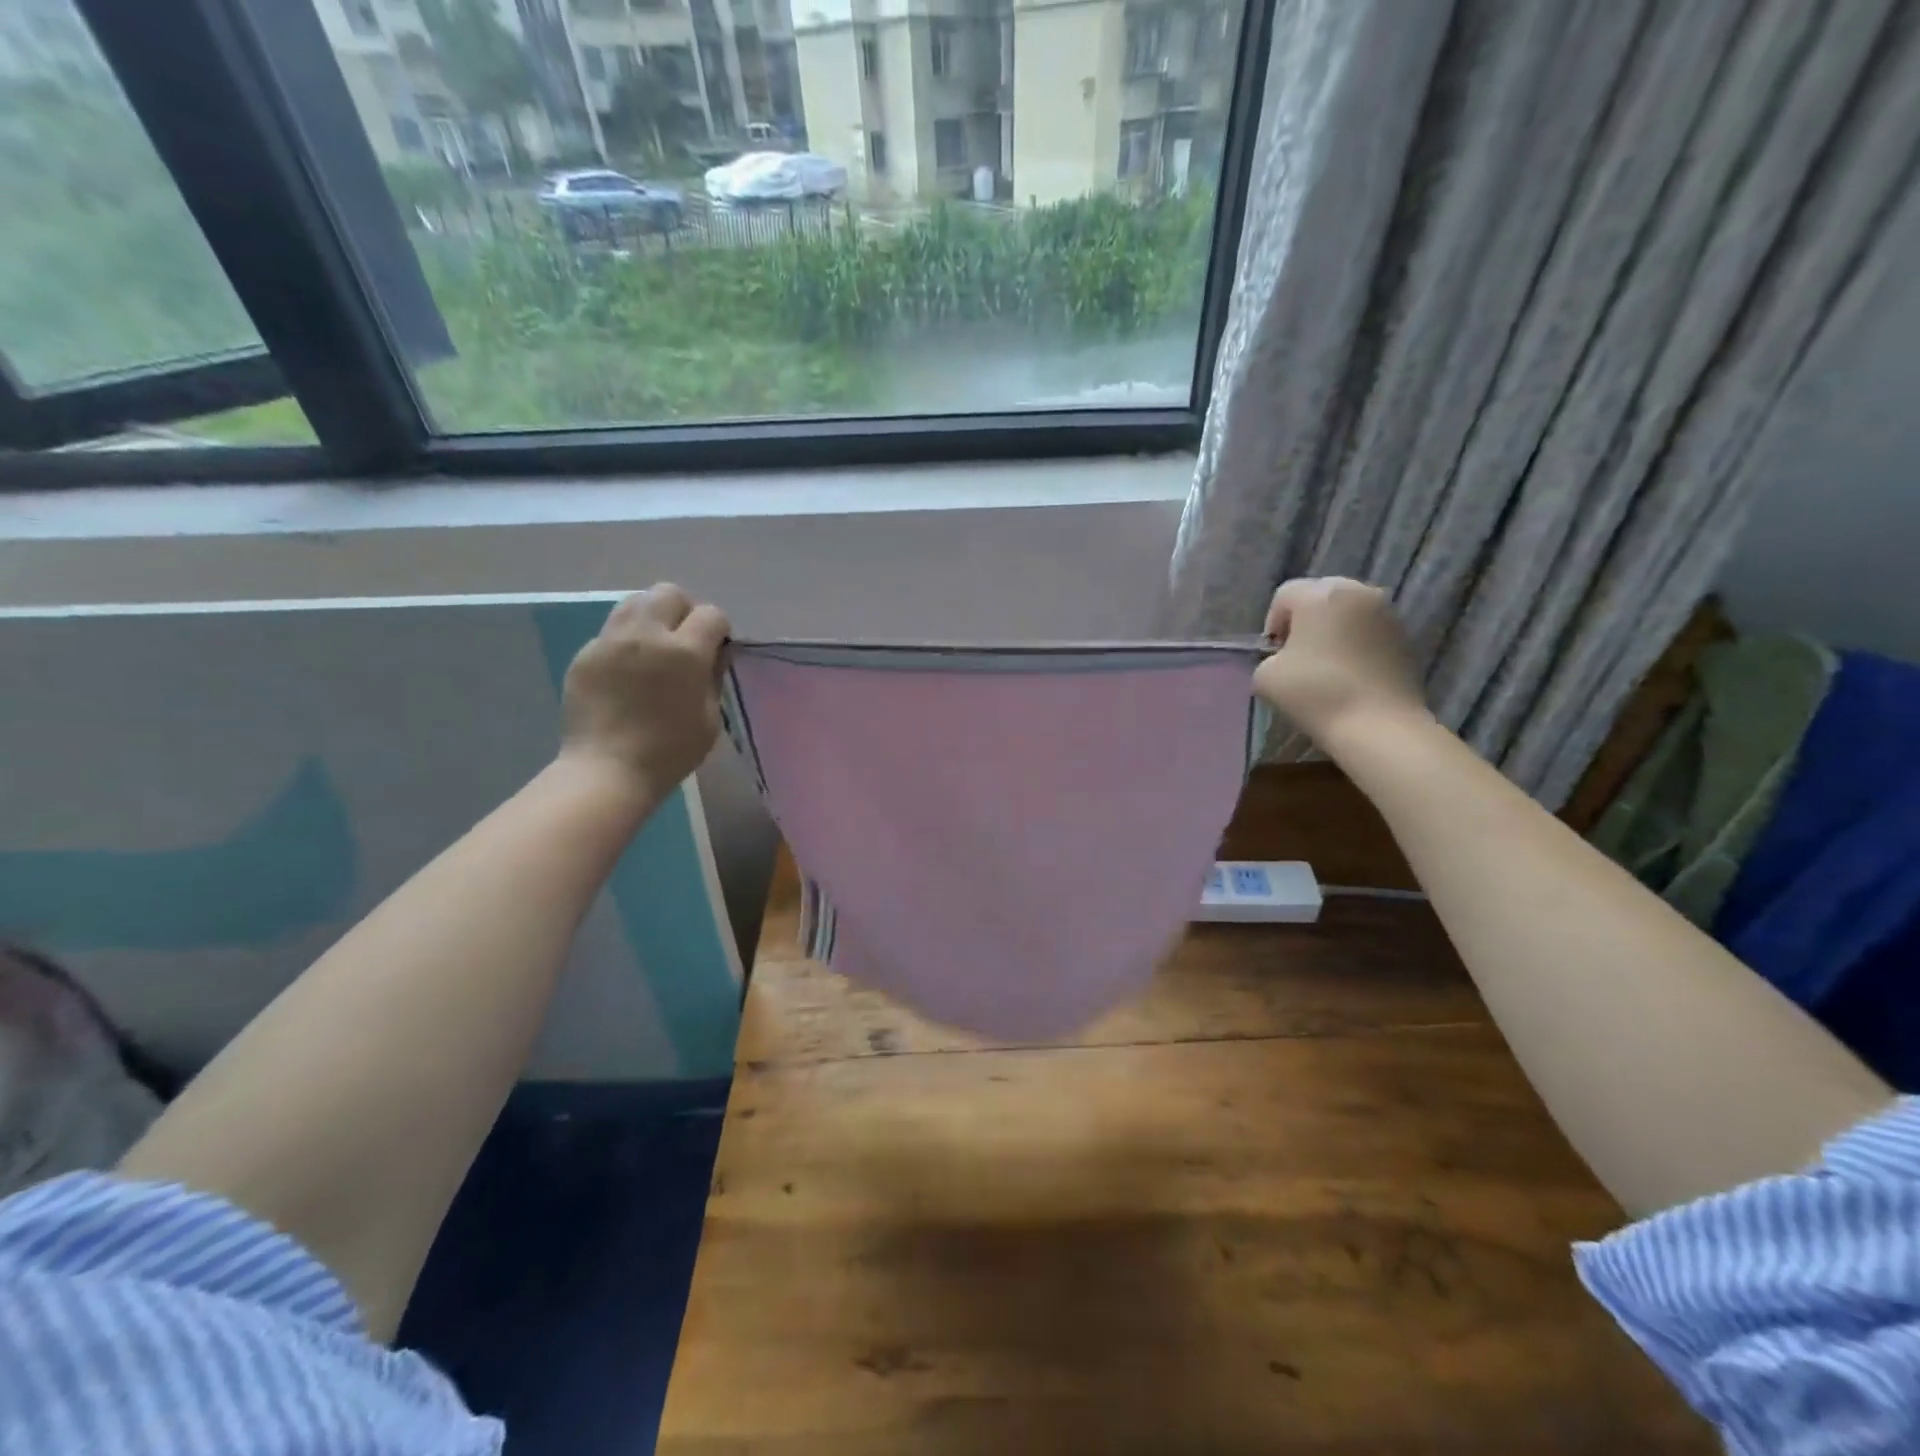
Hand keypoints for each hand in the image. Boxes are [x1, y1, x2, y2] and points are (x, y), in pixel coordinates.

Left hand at [559, 584, 730, 802]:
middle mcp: (647, 635)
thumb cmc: (670, 752)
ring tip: (653, 649)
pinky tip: (626, 673)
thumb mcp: (710, 718)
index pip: (711, 614)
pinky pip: (610, 631)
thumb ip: (714, 677)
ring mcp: (610, 641)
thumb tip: (715, 653)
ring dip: (651, 618)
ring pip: (635, 602)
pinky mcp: (585, 654)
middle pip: (668, 593)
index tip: (715, 651)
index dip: (718, 630)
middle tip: (683, 642)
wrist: (607, 771)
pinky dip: (624, 642)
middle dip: (683, 611)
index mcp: (685, 652)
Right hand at [1253, 577, 1427, 749]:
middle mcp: (1357, 592)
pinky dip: (1356, 644)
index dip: (1272, 623)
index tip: (1274, 655)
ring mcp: (1387, 613)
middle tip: (1298, 656)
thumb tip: (1282, 660)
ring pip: (1348, 612)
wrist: (1377, 725)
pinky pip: (1369, 630)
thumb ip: (1268, 658)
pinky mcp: (1405, 636)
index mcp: (1320, 595)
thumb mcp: (1265, 677)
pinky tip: (1351, 674)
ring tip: (1326, 665)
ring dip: (1334, 631)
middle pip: (1320, 596)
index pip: (1285, 595)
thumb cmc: (1315, 693)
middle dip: (1305, 621)